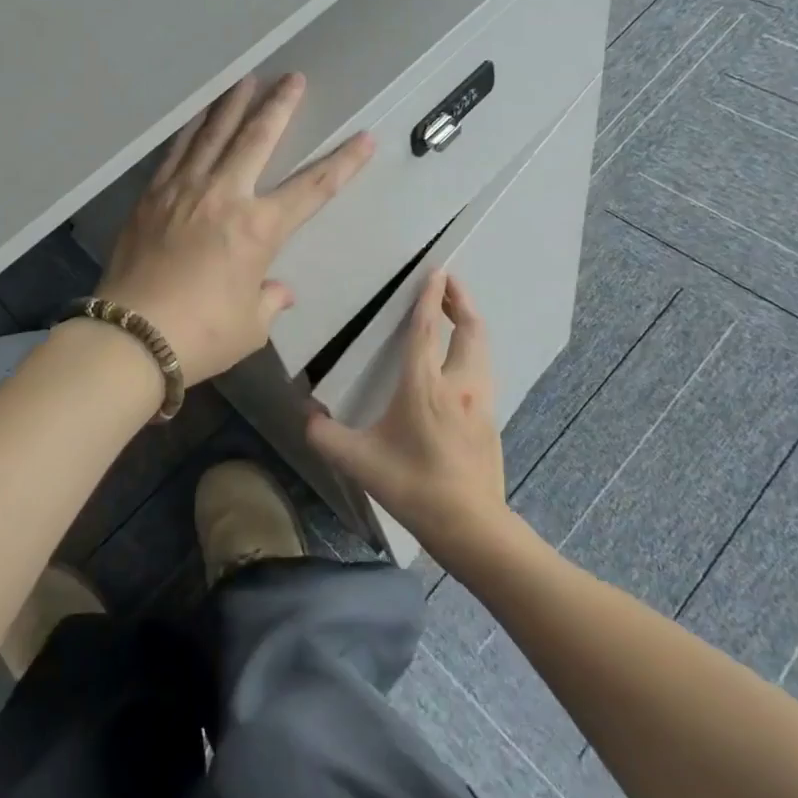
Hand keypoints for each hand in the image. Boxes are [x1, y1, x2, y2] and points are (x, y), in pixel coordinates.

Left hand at [99, 74, 373, 383]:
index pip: (313, 188)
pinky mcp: (152, 196)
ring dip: (233, 105)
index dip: (342, 162)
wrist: (131, 337)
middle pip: (257, 139)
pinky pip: (177, 152)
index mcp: (259, 229)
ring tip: (246, 79)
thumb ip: (268, 301)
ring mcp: (184, 190)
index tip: (363, 138)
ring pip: (214, 134)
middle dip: (279, 105)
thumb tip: (278, 291)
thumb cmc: (201, 335)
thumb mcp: (249, 326)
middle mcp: (225, 196)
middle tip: (292, 78)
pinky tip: (198, 116)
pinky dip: (191, 129)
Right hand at [307, 271, 510, 559]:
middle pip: (468, 329)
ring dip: (470, 323)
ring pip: (482, 347)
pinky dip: (475, 349)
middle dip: (461, 300)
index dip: (430, 297)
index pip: (427, 329)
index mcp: (425, 386)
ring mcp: (480, 401)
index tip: (436, 271)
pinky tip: (464, 359)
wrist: (471, 526)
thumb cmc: (414, 487)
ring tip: (457, 312)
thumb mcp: (360, 462)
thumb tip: (306, 416)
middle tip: (450, 282)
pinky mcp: (491, 418)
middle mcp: (458, 384)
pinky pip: (484, 369)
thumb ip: (326, 437)